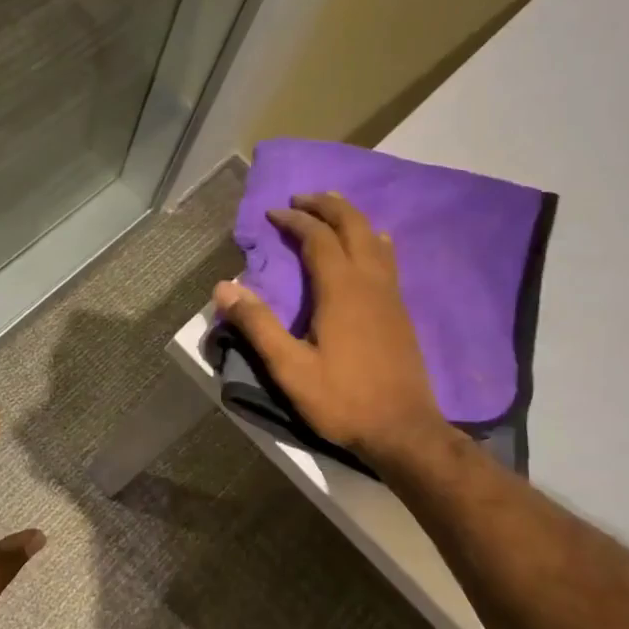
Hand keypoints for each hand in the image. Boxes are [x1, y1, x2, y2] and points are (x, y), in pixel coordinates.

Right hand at [213, 192, 450, 469]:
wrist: (404, 430)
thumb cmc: (343, 400)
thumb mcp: (290, 368)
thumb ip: (257, 325)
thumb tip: (223, 287)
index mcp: (341, 289)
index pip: (317, 238)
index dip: (294, 220)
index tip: (273, 212)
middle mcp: (370, 281)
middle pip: (352, 225)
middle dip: (327, 205)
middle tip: (302, 198)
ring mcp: (391, 295)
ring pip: (374, 238)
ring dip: (351, 217)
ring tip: (332, 209)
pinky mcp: (401, 311)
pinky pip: (387, 258)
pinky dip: (372, 239)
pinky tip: (371, 245)